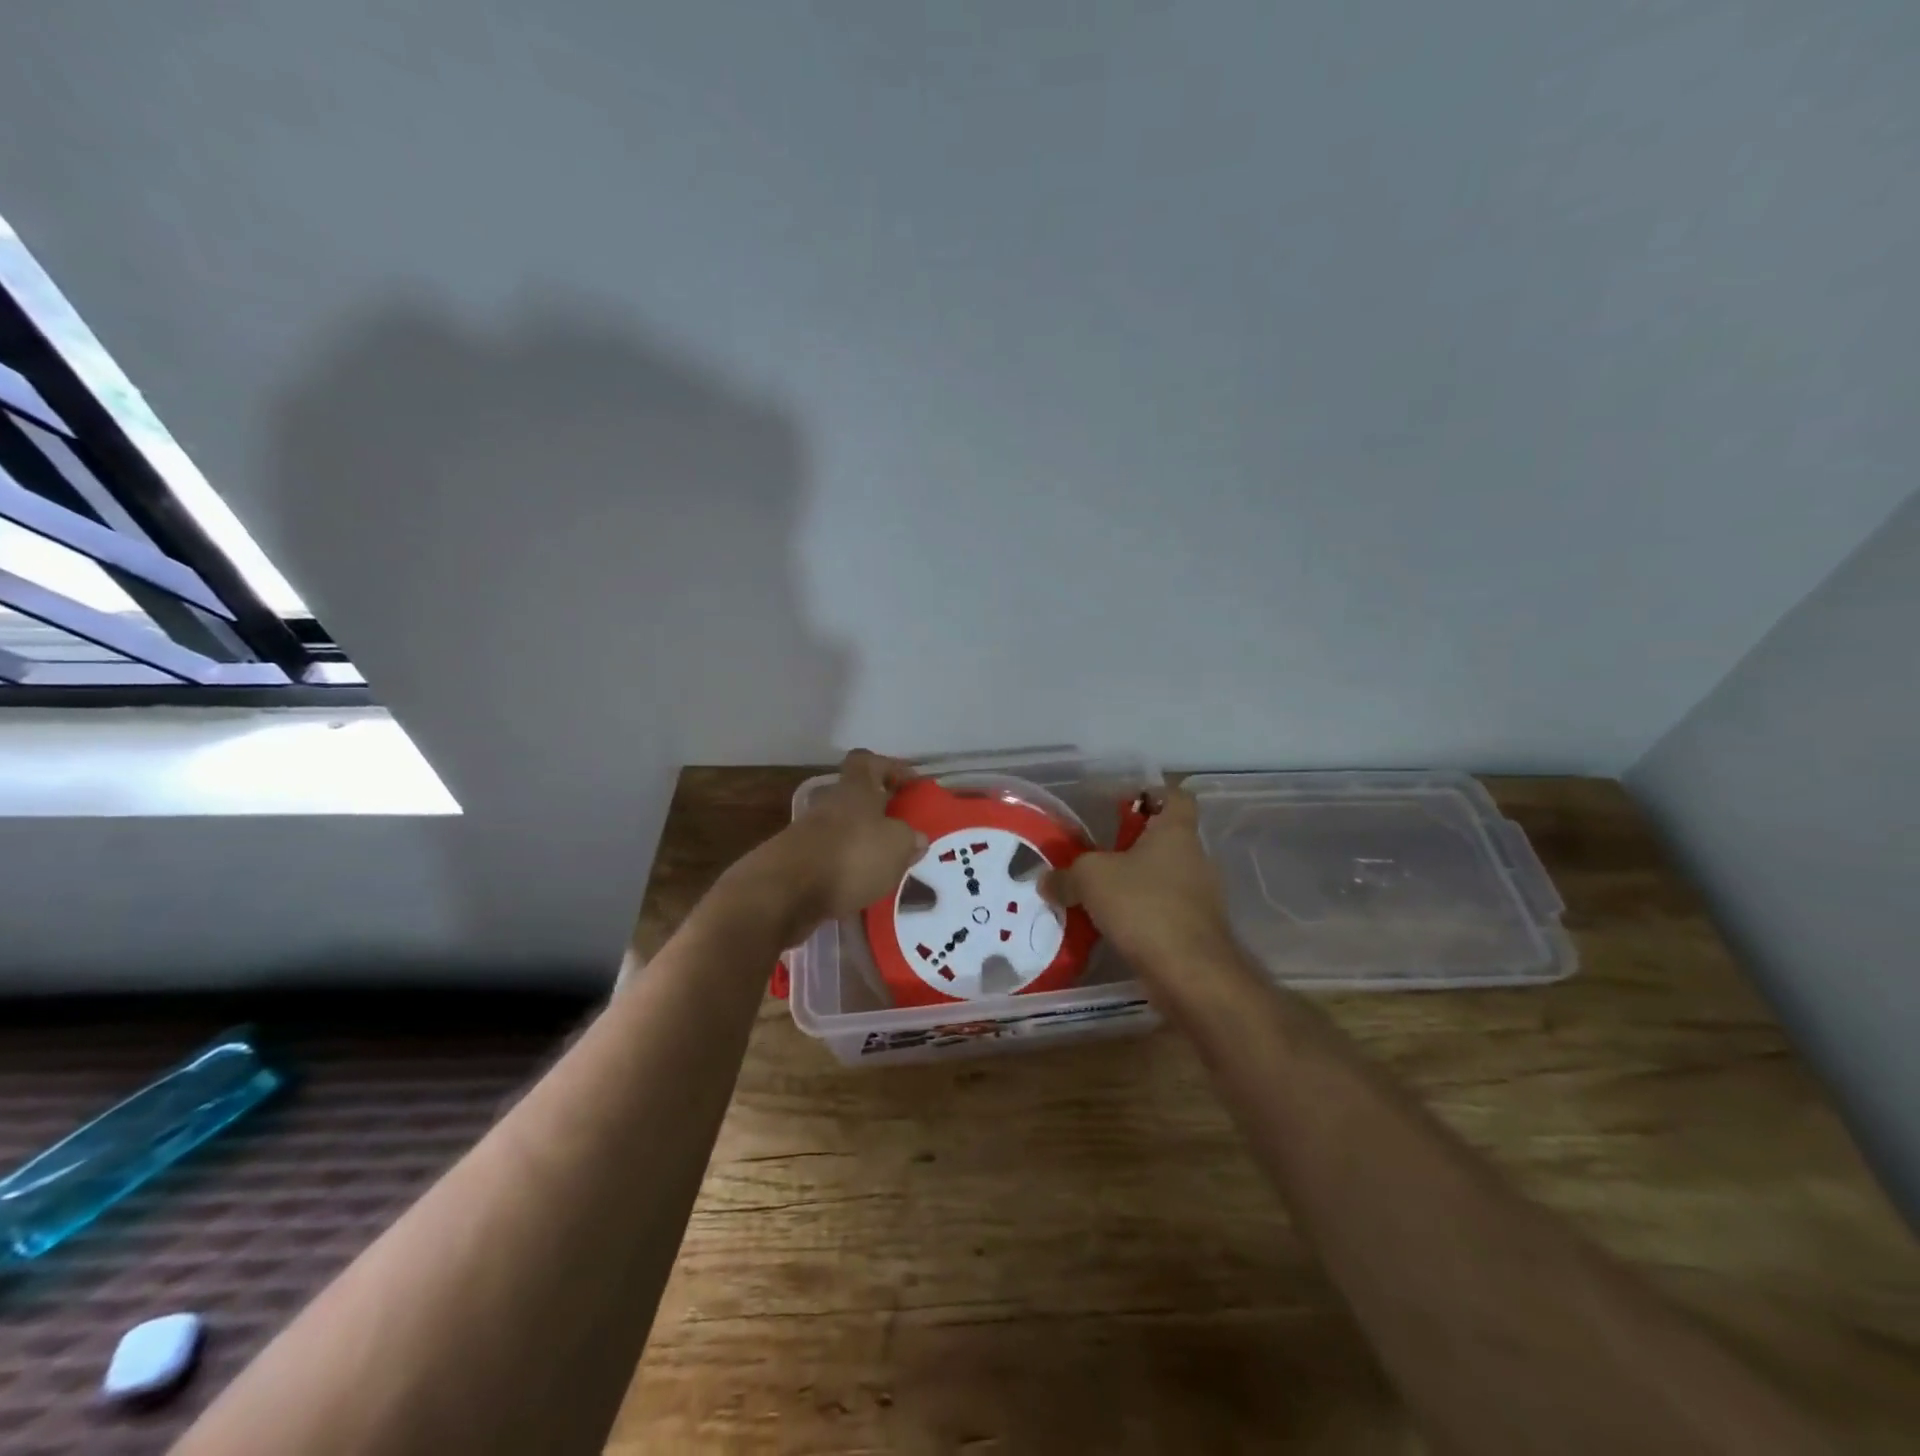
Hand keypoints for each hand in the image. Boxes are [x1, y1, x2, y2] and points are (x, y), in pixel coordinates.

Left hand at [736, 750, 927, 940]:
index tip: (909, 784)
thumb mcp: (896, 846)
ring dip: (863, 844)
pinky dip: (846, 871)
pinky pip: (831, 860)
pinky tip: (862, 888)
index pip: (868, 762)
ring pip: (844, 831)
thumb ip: (909, 839)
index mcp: (855, 790)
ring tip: (887, 867)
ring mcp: (809, 835)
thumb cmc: (850, 857)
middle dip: (879, 813)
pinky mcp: (797, 865)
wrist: (785, 893)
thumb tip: (916, 838)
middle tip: (904, 833)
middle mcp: (830, 805)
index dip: (889, 767)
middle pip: (856, 798)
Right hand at [1043, 787, 1237, 990]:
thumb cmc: (1143, 906)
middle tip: (1096, 854)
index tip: (1123, 804)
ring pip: (1162, 877)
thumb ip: (1066, 875)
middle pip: (1164, 840)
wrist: (1190, 973)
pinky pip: (1162, 911)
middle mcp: (1194, 858)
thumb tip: (1046, 881)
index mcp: (1176, 832)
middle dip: (1132, 845)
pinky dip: (1139, 914)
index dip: (1153, 794)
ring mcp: (1199, 896)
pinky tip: (1110, 926)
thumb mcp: (1091, 879)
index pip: (1177, 796)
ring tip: (1096, 894)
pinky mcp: (1195, 930)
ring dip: (1134, 883)